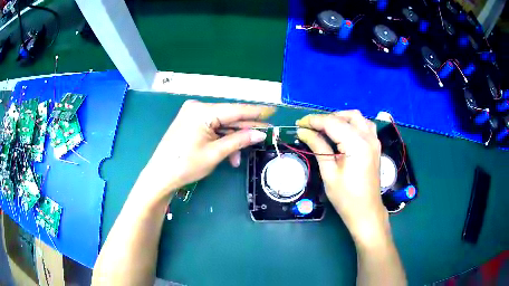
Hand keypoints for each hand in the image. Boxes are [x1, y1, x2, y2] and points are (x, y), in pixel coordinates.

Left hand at [136, 100, 273, 201]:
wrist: (160, 175)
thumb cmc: (186, 165)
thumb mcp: (215, 153)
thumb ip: (239, 140)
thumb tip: (260, 134)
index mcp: (203, 111)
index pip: (236, 110)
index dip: (256, 112)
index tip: (273, 111)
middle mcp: (198, 107)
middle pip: (229, 117)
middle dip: (245, 130)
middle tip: (264, 136)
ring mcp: (193, 114)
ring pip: (221, 124)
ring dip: (232, 140)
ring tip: (238, 158)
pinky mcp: (191, 122)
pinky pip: (212, 128)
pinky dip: (221, 140)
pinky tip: (228, 155)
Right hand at [296, 111, 387, 243]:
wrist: (366, 211)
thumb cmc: (346, 197)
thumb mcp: (329, 173)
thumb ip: (318, 147)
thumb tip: (303, 132)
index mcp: (357, 145)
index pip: (332, 123)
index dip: (314, 121)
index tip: (299, 124)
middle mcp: (368, 138)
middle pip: (345, 116)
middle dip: (326, 118)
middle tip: (310, 128)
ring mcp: (374, 140)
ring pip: (357, 117)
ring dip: (340, 118)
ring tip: (326, 128)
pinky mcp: (375, 145)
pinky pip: (364, 125)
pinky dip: (351, 123)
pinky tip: (343, 133)